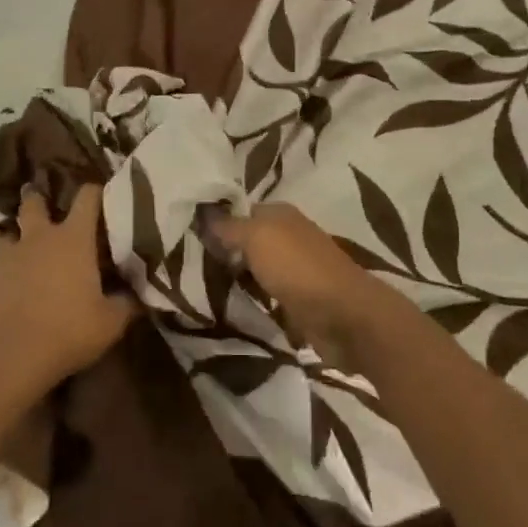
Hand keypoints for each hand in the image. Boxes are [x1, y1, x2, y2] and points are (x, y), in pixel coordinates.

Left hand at [0, 184, 136, 395]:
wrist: (12, 355)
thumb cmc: (69, 330)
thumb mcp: (111, 322)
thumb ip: (127, 302)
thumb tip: (139, 294)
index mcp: (74, 238)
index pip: (88, 198)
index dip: (96, 191)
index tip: (104, 193)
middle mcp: (41, 237)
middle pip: (35, 203)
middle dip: (39, 198)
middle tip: (46, 200)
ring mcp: (13, 256)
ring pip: (11, 229)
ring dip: (19, 230)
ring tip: (26, 238)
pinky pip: (1, 259)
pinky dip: (10, 262)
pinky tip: (17, 276)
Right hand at [205, 203, 412, 370]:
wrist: (342, 316)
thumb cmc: (297, 268)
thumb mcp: (256, 237)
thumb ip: (228, 226)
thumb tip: (203, 213)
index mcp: (280, 214)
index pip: (239, 210)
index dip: (215, 220)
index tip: (185, 235)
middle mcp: (288, 236)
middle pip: (247, 240)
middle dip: (222, 251)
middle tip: (187, 263)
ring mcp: (294, 269)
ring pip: (255, 268)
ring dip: (235, 277)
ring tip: (200, 286)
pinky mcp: (297, 300)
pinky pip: (265, 294)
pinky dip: (251, 298)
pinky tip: (228, 305)